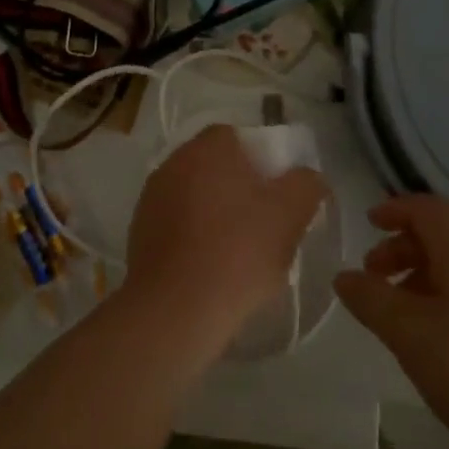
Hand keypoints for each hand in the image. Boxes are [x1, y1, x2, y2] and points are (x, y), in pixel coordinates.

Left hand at [122, 125, 327, 364]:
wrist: (174, 310)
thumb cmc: (237, 252)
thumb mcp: (289, 216)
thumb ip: (306, 185)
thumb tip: (309, 177)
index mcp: (209, 147)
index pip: (239, 138)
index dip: (262, 162)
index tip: (277, 194)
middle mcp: (175, 161)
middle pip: (215, 166)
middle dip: (239, 189)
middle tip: (263, 223)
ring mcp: (152, 196)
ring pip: (195, 196)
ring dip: (215, 214)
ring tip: (238, 252)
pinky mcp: (139, 231)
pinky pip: (177, 224)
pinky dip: (193, 237)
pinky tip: (210, 268)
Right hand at [335, 195, 448, 448]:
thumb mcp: (413, 336)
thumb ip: (374, 302)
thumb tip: (344, 276)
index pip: (425, 208)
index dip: (395, 209)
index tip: (369, 223)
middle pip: (442, 236)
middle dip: (403, 250)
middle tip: (375, 278)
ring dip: (425, 280)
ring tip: (404, 319)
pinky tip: (444, 346)